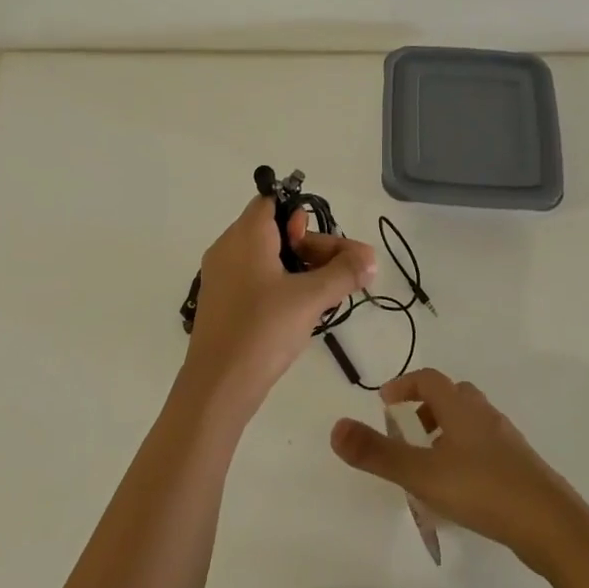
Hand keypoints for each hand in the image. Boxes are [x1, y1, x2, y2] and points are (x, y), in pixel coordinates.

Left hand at [183, 194, 375, 415]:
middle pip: (274, 229)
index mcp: (244, 236)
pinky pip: (255, 278)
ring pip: (267, 256)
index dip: (301, 216)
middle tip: (340, 275)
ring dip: (300, 269)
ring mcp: (221, 276)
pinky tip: (301, 310)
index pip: (271, 201)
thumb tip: (371, 258)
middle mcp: (228, 248)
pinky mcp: (221, 302)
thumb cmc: (262, 330)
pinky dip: (280, 285)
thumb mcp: (311, 298)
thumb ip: (344, 273)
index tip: (320, 246)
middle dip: (311, 248)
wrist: (218, 386)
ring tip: (326, 296)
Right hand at [330, 368, 583, 571]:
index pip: (429, 380)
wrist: (552, 525)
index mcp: (461, 408)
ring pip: (472, 422)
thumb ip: (378, 453)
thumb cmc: (483, 490)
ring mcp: (507, 441)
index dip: (404, 385)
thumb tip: (336, 428)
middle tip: (409, 429)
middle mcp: (485, 416)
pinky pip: (486, 447)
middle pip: (454, 396)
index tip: (385, 402)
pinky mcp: (521, 468)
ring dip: (448, 430)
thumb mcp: (422, 474)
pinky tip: (461, 488)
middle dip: (428, 406)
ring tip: (430, 461)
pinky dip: (467, 454)